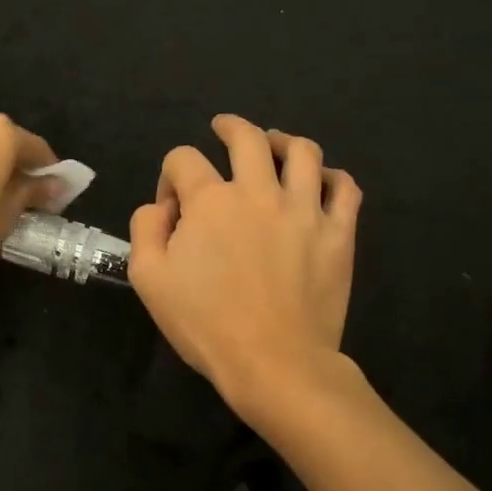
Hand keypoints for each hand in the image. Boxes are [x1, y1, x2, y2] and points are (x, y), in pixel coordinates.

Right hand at [128, 114, 360, 414]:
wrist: (274, 363)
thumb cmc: (205, 323)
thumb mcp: (148, 278)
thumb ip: (146, 228)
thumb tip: (162, 206)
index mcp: (210, 200)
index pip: (184, 159)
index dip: (171, 174)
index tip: (172, 205)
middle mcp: (259, 192)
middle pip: (247, 137)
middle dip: (229, 127)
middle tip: (223, 128)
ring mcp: (305, 210)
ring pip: (302, 151)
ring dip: (282, 140)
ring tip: (274, 144)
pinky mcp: (339, 234)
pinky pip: (345, 188)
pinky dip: (332, 176)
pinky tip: (321, 181)